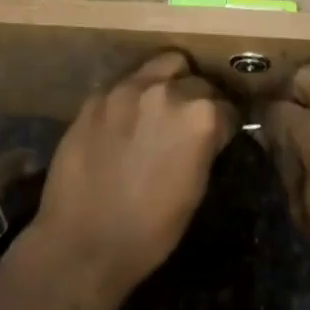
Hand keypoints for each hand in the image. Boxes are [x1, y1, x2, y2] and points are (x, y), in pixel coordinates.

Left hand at [28, 53, 237, 309]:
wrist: (81, 244)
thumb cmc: (149, 232)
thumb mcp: (195, 191)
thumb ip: (205, 147)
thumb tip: (209, 134)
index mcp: (200, 118)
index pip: (227, 107)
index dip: (225, 124)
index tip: (220, 134)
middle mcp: (167, 92)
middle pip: (197, 80)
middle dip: (199, 98)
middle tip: (190, 121)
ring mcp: (127, 89)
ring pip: (163, 65)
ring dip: (169, 81)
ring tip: (162, 105)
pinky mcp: (97, 96)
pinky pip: (126, 82)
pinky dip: (134, 94)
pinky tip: (127, 118)